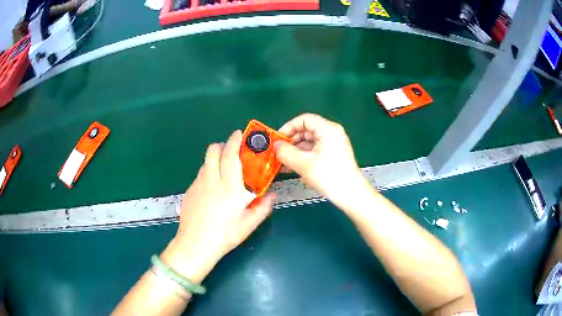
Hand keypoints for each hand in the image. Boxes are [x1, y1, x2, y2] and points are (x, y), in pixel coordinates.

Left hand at [161, 130, 274, 283]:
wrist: (195, 245)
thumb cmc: (225, 236)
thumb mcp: (248, 225)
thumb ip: (262, 208)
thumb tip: (272, 196)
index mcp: (230, 187)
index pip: (230, 155)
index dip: (234, 141)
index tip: (238, 135)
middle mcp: (212, 180)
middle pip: (213, 151)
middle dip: (222, 146)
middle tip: (231, 153)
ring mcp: (198, 184)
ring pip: (206, 162)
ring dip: (215, 159)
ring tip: (222, 172)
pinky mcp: (190, 191)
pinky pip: (200, 174)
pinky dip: (207, 173)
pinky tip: (212, 189)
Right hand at [274, 114, 368, 209]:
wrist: (350, 194)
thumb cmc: (329, 176)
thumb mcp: (303, 163)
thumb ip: (286, 152)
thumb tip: (275, 146)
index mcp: (327, 129)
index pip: (304, 119)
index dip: (288, 127)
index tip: (278, 139)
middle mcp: (332, 133)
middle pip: (306, 130)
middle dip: (290, 141)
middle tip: (278, 152)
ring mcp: (333, 144)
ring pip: (309, 142)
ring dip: (295, 151)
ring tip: (282, 162)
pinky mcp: (333, 155)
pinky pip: (314, 151)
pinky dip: (303, 157)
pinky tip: (291, 167)